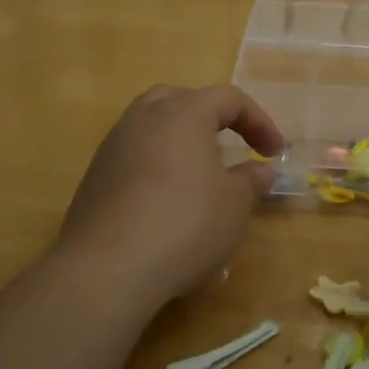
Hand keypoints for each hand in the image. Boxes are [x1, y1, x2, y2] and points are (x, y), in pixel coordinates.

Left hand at [56, 84, 283, 307]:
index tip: (274, 153)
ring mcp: (113, 147)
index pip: (228, 98)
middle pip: (182, 100)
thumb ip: (251, 180)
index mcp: (184, 113)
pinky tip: (167, 204)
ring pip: (152, 128)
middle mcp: (144, 119)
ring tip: (199, 175)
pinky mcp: (94, 179)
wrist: (107, 270)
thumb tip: (260, 169)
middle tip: (230, 145)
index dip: (258, 121)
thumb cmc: (185, 225)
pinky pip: (134, 158)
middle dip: (211, 118)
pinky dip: (156, 169)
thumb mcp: (235, 205)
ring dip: (180, 143)